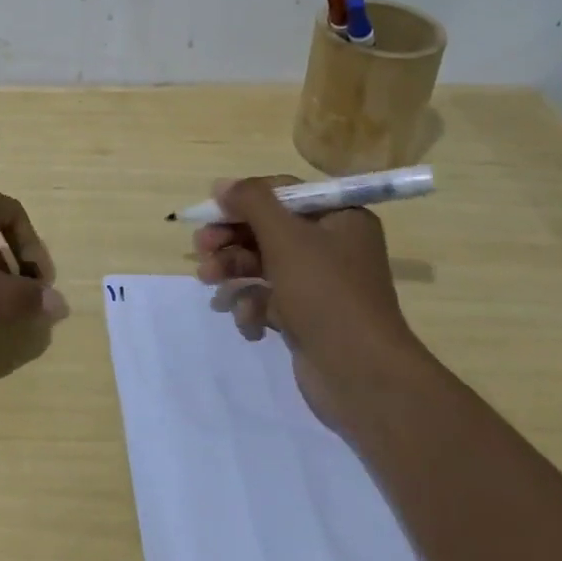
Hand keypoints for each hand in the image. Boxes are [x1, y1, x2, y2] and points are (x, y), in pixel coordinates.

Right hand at [194, 175, 418, 426]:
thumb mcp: (286, 237)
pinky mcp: (306, 318)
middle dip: (230, 238)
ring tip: (207, 280)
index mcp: (339, 218)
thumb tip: (222, 184)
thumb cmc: (325, 293)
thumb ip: (251, 202)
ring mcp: (319, 285)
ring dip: (232, 270)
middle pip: (268, 230)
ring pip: (263, 265)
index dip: (244, 199)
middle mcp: (332, 246)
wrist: (361, 376)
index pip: (283, 194)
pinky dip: (252, 306)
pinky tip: (248, 320)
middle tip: (201, 248)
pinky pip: (269, 300)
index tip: (211, 210)